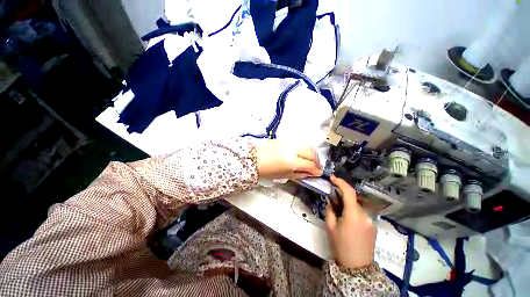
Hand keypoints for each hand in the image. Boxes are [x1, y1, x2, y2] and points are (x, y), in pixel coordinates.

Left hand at [256, 140, 322, 179]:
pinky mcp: (284, 139)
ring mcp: (288, 142)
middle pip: (311, 152)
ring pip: (306, 146)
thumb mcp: (283, 175)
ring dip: (311, 154)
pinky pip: (298, 144)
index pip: (310, 164)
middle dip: (317, 160)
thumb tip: (310, 173)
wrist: (252, 158)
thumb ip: (299, 174)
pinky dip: (303, 150)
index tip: (318, 173)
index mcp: (291, 161)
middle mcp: (291, 149)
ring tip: (309, 161)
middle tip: (316, 167)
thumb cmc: (266, 170)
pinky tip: (301, 155)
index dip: (316, 170)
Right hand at [325, 176, 376, 268]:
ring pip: (357, 205)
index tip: (332, 177)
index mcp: (353, 214)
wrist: (357, 267)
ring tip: (338, 209)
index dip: (340, 182)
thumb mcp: (330, 226)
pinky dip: (352, 210)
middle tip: (332, 195)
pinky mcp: (373, 226)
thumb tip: (331, 201)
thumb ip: (330, 210)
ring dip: (347, 203)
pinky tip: (346, 218)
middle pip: (353, 198)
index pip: (349, 192)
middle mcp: (365, 215)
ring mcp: (371, 221)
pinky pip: (361, 213)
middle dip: (342, 194)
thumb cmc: (340, 245)